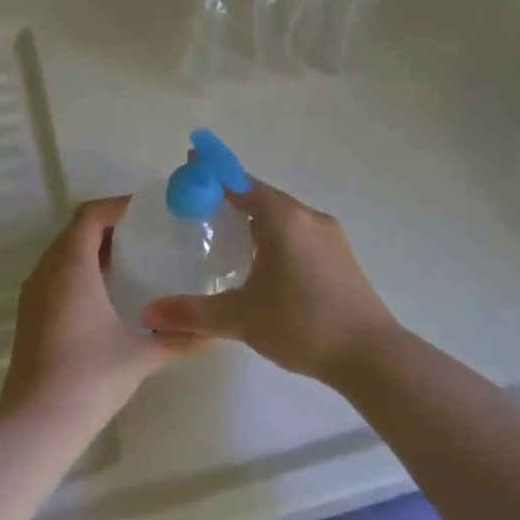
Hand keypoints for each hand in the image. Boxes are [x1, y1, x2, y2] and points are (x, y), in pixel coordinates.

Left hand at [0, 197, 205, 422]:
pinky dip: (80, 269)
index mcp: (71, 267)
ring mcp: (33, 293)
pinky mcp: (30, 314)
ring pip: (62, 252)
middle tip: (147, 234)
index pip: (90, 215)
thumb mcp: (141, 356)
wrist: (36, 422)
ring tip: (132, 259)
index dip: (118, 206)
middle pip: (75, 230)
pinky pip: (55, 274)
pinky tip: (107, 293)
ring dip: (93, 248)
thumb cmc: (90, 378)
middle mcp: (46, 271)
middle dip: (109, 225)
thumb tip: (217, 332)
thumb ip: (181, 339)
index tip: (149, 212)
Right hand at [139, 181, 400, 383]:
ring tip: (229, 234)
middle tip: (202, 206)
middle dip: (232, 196)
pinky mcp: (341, 256)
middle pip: (263, 196)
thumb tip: (148, 313)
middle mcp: (307, 216)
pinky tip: (265, 261)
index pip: (240, 183)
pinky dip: (276, 234)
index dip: (213, 173)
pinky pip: (299, 232)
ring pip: (284, 215)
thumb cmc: (301, 324)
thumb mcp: (240, 318)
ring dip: (257, 217)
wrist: (371, 354)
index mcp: (282, 219)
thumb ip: (192, 312)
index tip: (191, 165)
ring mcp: (330, 235)